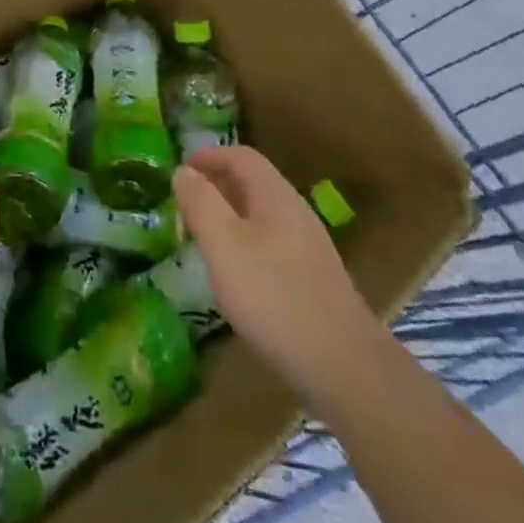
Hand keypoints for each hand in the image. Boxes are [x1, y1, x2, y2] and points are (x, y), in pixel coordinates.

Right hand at [173, 146, 382, 406]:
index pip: (241, 157)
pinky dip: (245, 242)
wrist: (343, 366)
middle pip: (253, 183)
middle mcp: (296, 213)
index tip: (180, 167)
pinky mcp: (312, 280)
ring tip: (203, 234)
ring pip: (262, 215)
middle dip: (217, 184)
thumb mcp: (224, 244)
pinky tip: (234, 272)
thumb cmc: (274, 295)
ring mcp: (309, 248)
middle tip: (185, 200)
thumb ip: (201, 203)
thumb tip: (183, 171)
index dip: (209, 155)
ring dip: (230, 214)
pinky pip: (271, 243)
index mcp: (275, 196)